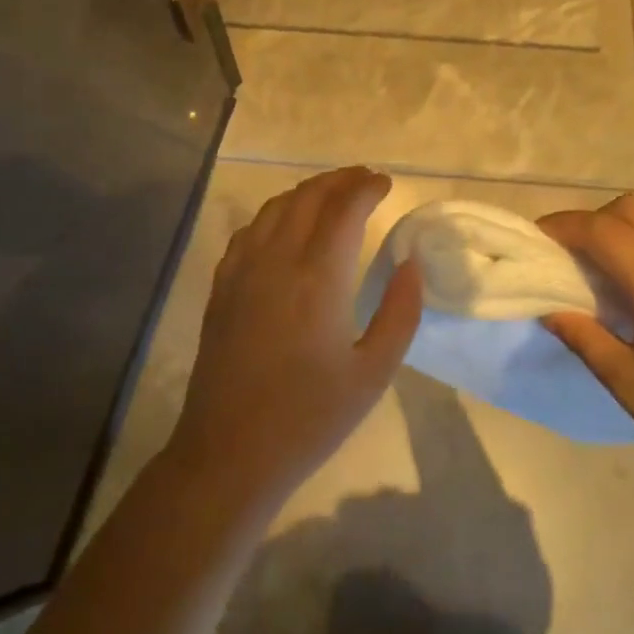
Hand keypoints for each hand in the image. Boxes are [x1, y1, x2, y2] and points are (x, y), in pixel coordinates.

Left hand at [168, 167, 421, 508]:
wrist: (230, 453)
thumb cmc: (309, 418)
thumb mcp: (372, 373)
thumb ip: (400, 313)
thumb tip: (411, 263)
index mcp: (318, 278)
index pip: (344, 209)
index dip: (366, 188)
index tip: (386, 183)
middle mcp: (277, 260)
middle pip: (308, 196)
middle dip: (340, 180)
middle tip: (365, 179)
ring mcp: (242, 270)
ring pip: (275, 207)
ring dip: (307, 191)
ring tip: (332, 194)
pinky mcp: (222, 286)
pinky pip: (249, 230)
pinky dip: (275, 213)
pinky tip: (285, 226)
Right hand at [537, 195, 633, 490]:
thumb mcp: (629, 384)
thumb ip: (584, 336)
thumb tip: (548, 307)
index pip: (603, 230)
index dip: (564, 226)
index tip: (537, 239)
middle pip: (631, 209)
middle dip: (592, 221)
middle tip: (569, 254)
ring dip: (623, 226)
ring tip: (604, 264)